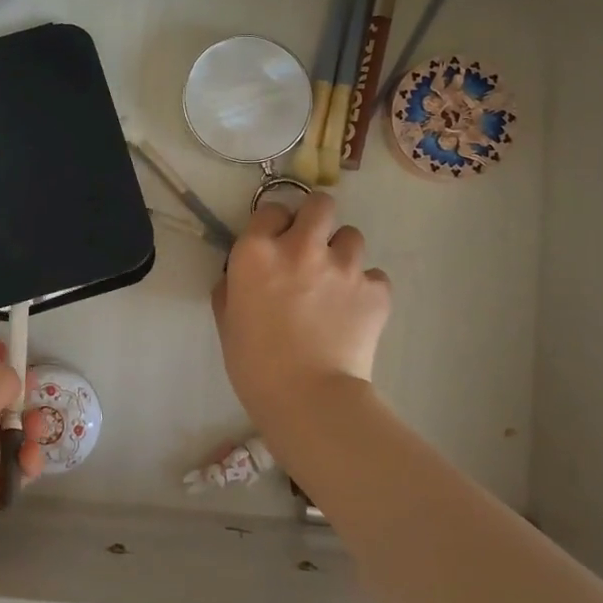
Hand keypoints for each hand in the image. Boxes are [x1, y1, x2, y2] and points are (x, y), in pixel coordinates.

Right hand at [212, 193, 391, 429]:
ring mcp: (343, 266)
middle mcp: (301, 247)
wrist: (309, 398)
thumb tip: (240, 275)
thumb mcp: (228, 320)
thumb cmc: (255, 364)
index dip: (274, 225)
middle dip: (316, 219)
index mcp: (257, 252)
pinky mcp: (375, 290)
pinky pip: (374, 276)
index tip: (275, 243)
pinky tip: (355, 311)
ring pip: (352, 236)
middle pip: (320, 204)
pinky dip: (366, 288)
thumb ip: (231, 287)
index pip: (272, 209)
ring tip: (336, 283)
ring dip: (342, 253)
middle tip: (312, 246)